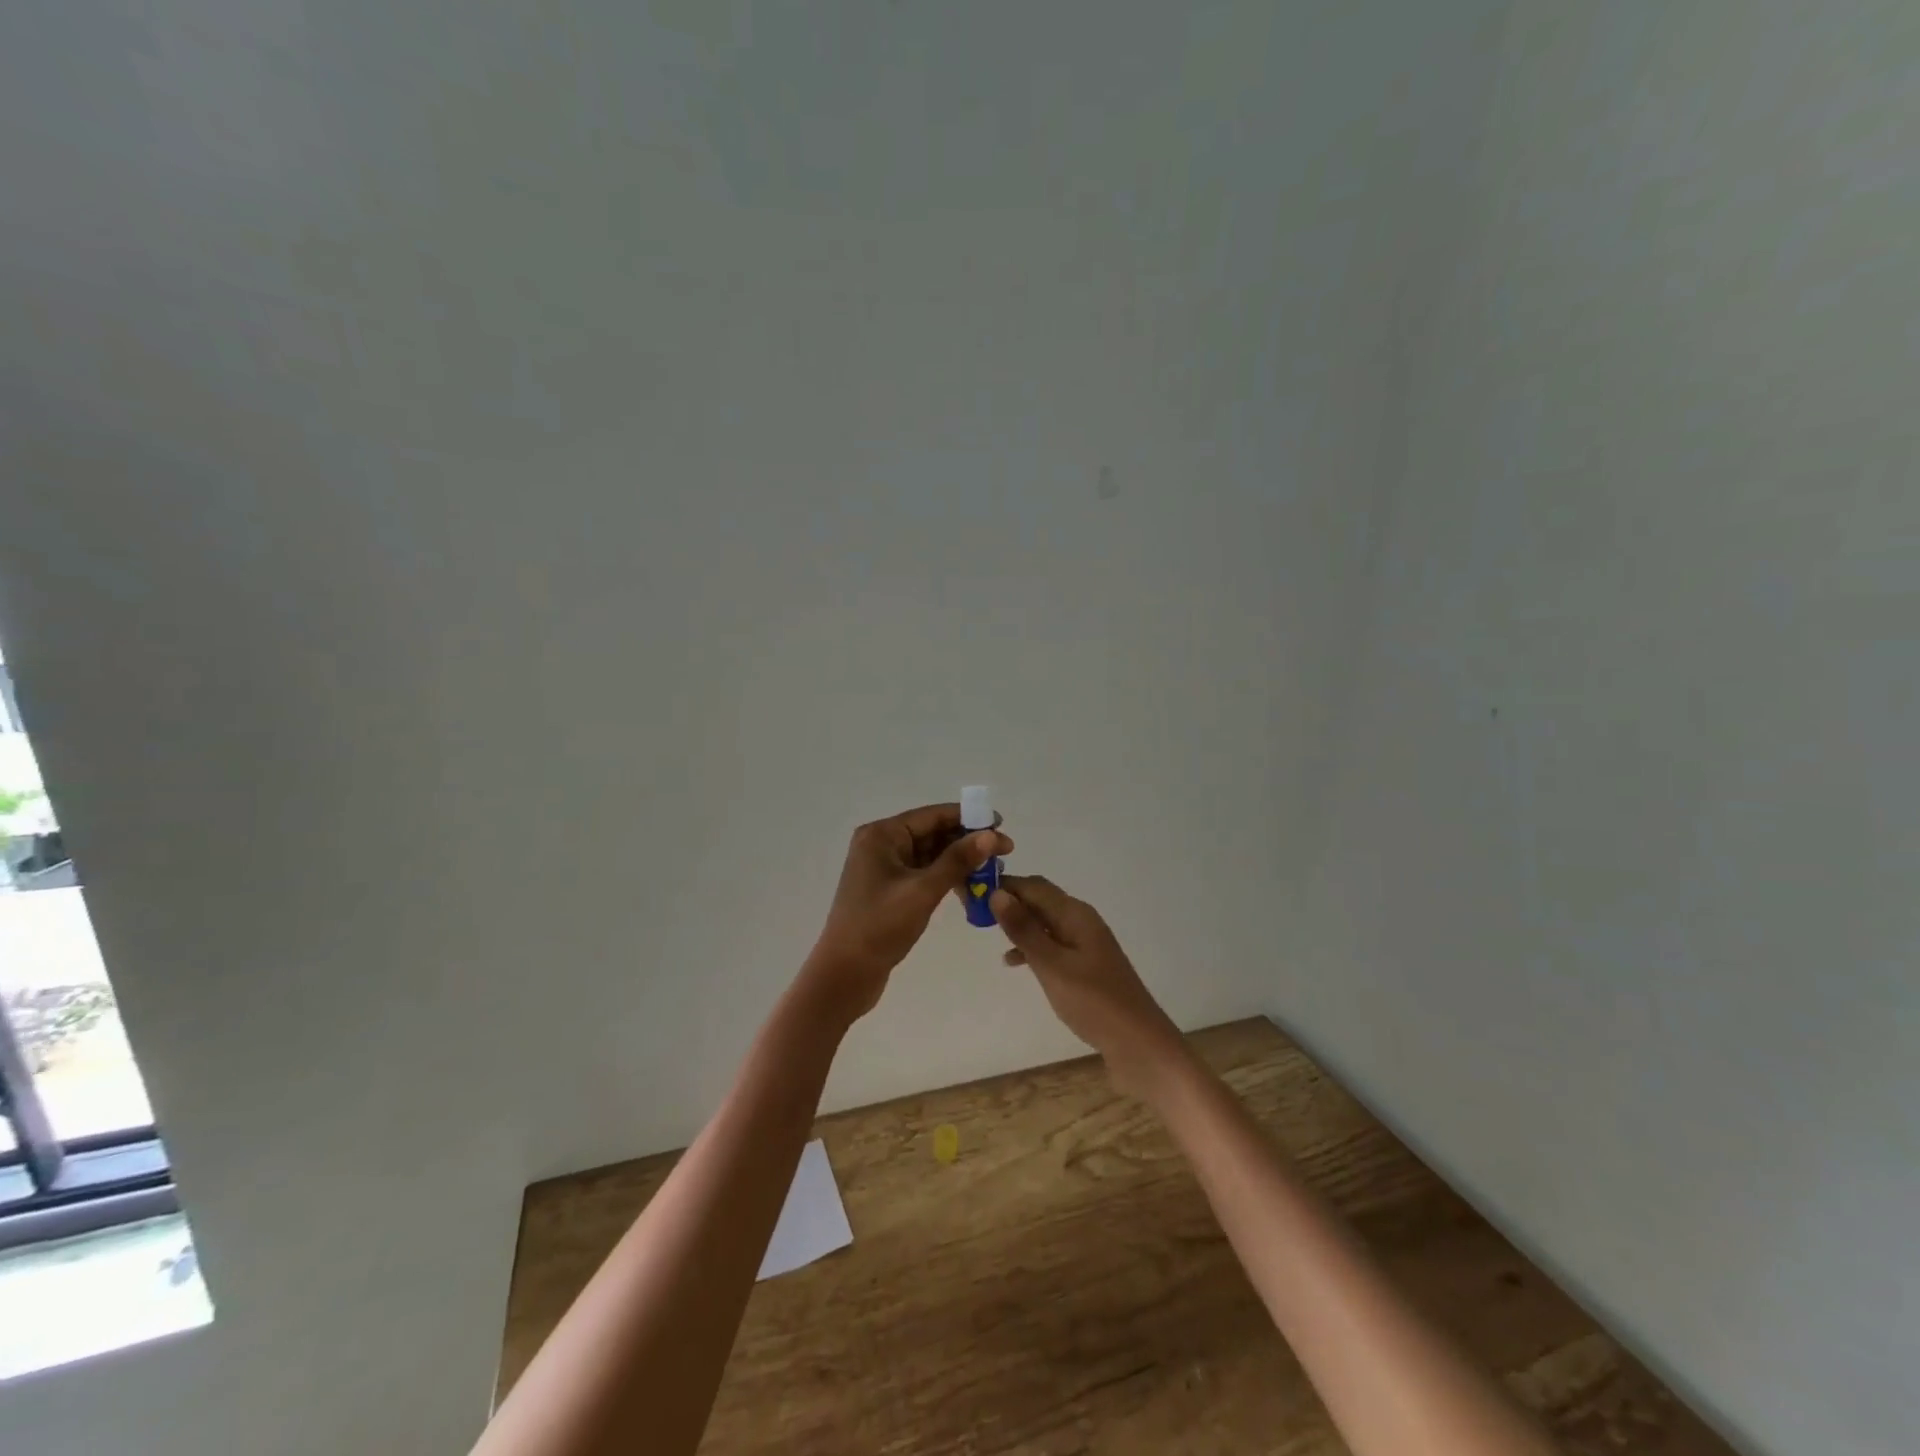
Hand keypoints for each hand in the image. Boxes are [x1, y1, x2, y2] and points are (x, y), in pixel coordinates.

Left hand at [803, 803, 1013, 1021]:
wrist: (844, 975)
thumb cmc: (880, 927)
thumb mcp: (923, 891)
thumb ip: (958, 860)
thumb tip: (991, 834)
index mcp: (882, 835)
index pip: (932, 816)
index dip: (969, 818)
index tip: (1001, 824)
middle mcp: (881, 844)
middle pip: (932, 833)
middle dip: (968, 841)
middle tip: (1005, 852)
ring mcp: (883, 868)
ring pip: (930, 854)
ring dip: (959, 861)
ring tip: (993, 871)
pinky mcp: (889, 890)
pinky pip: (923, 873)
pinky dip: (946, 877)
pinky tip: (970, 887)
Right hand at [990, 876, 1182, 1093]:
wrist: (1140, 1045)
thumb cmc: (1094, 1002)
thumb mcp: (1052, 965)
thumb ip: (1024, 930)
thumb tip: (997, 893)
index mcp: (1076, 914)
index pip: (1034, 886)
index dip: (1005, 884)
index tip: (973, 892)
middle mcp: (1082, 921)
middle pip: (1041, 900)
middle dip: (1010, 902)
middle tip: (975, 913)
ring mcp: (1086, 944)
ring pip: (1045, 923)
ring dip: (1019, 925)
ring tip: (989, 936)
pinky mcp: (1087, 967)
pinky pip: (1053, 945)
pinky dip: (1033, 948)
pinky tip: (1015, 963)